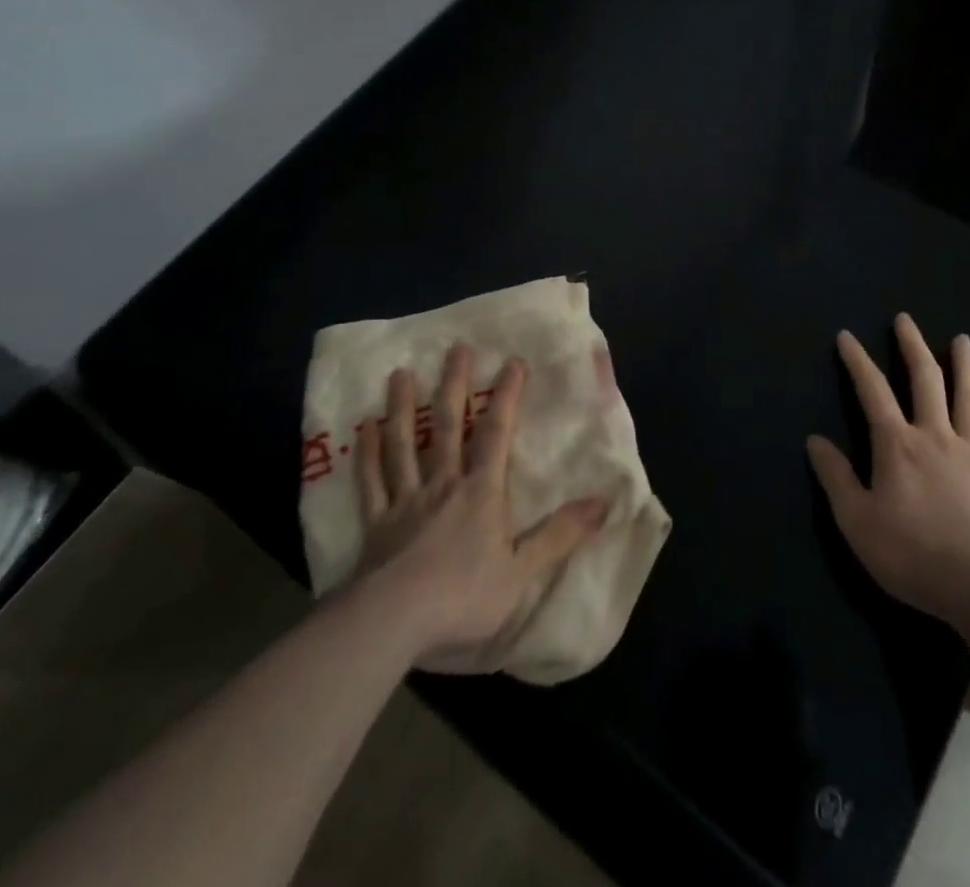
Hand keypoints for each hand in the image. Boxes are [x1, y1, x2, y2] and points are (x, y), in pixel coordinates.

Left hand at [351, 345, 605, 667]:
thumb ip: (560, 534)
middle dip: (454, 385)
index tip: (513, 361)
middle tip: (456, 347)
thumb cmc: (464, 597)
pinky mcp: (375, 523)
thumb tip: (604, 501)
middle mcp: (442, 484)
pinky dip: (367, 454)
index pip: (496, 433)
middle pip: (447, 425)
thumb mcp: (523, 571)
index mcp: (480, 492)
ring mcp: (405, 500)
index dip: (506, 396)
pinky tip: (364, 428)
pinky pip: (370, 481)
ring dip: (402, 407)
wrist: (394, 623)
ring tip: (401, 373)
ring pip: (403, 444)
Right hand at [807, 314, 969, 641]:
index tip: (847, 336)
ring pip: (968, 398)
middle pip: (925, 380)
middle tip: (905, 319)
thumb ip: (836, 478)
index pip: (872, 391)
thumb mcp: (857, 521)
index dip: (858, 361)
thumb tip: (815, 440)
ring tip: (962, 340)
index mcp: (897, 445)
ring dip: (964, 366)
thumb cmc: (913, 554)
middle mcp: (934, 436)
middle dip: (912, 346)